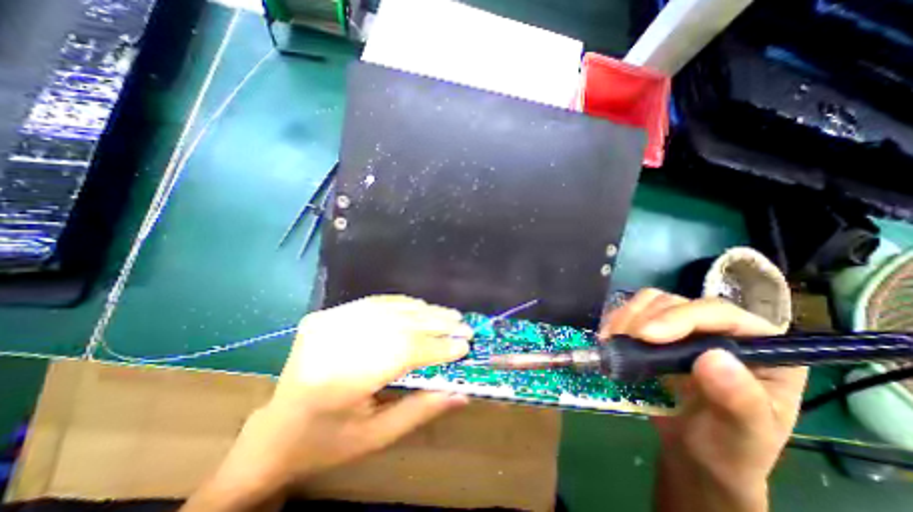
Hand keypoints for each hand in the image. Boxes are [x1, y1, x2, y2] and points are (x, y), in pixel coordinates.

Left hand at [183, 294, 473, 510]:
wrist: (274, 432)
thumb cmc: (327, 443)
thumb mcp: (377, 437)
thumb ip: (422, 410)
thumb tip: (462, 392)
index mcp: (340, 381)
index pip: (403, 352)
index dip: (437, 347)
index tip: (465, 346)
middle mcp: (332, 343)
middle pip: (397, 325)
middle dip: (436, 325)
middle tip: (464, 326)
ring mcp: (327, 322)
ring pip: (388, 309)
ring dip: (424, 311)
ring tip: (450, 316)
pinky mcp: (327, 314)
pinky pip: (374, 302)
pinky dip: (403, 304)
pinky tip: (422, 307)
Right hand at [605, 289, 804, 511]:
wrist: (694, 452)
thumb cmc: (727, 449)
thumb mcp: (741, 436)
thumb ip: (739, 402)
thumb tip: (715, 357)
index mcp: (761, 349)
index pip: (720, 313)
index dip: (680, 317)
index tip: (645, 336)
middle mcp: (721, 329)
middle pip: (678, 302)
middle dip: (645, 318)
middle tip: (620, 341)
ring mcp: (686, 327)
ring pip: (652, 301)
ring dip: (627, 316)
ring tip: (612, 341)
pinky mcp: (658, 330)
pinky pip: (634, 310)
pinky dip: (618, 319)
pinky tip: (609, 336)